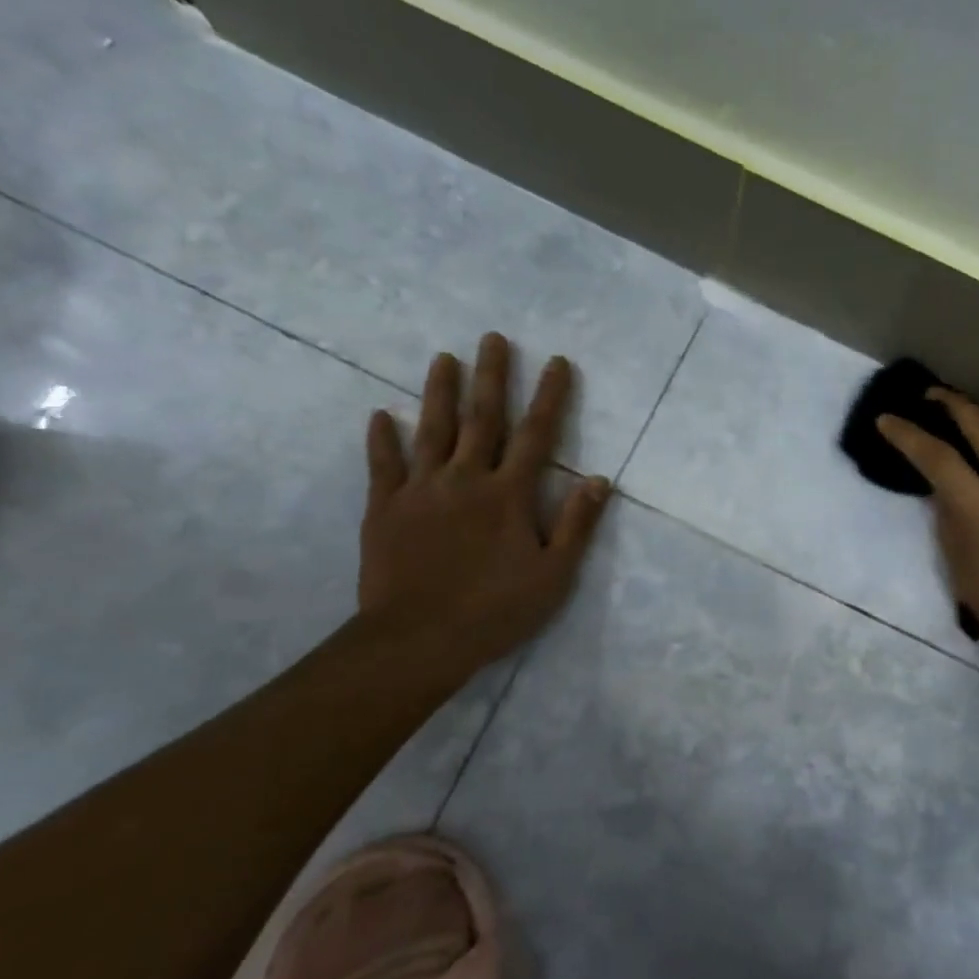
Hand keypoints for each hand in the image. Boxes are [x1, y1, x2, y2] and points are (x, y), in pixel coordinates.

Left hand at [356, 332, 610, 678]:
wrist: (418, 640)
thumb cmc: (494, 611)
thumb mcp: (553, 576)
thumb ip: (576, 525)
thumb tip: (599, 480)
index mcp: (508, 495)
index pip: (536, 435)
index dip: (549, 396)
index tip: (557, 361)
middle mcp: (465, 479)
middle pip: (482, 419)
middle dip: (491, 376)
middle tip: (492, 338)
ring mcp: (421, 491)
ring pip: (432, 430)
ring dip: (439, 392)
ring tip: (443, 357)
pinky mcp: (384, 509)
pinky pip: (382, 466)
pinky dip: (381, 440)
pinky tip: (379, 415)